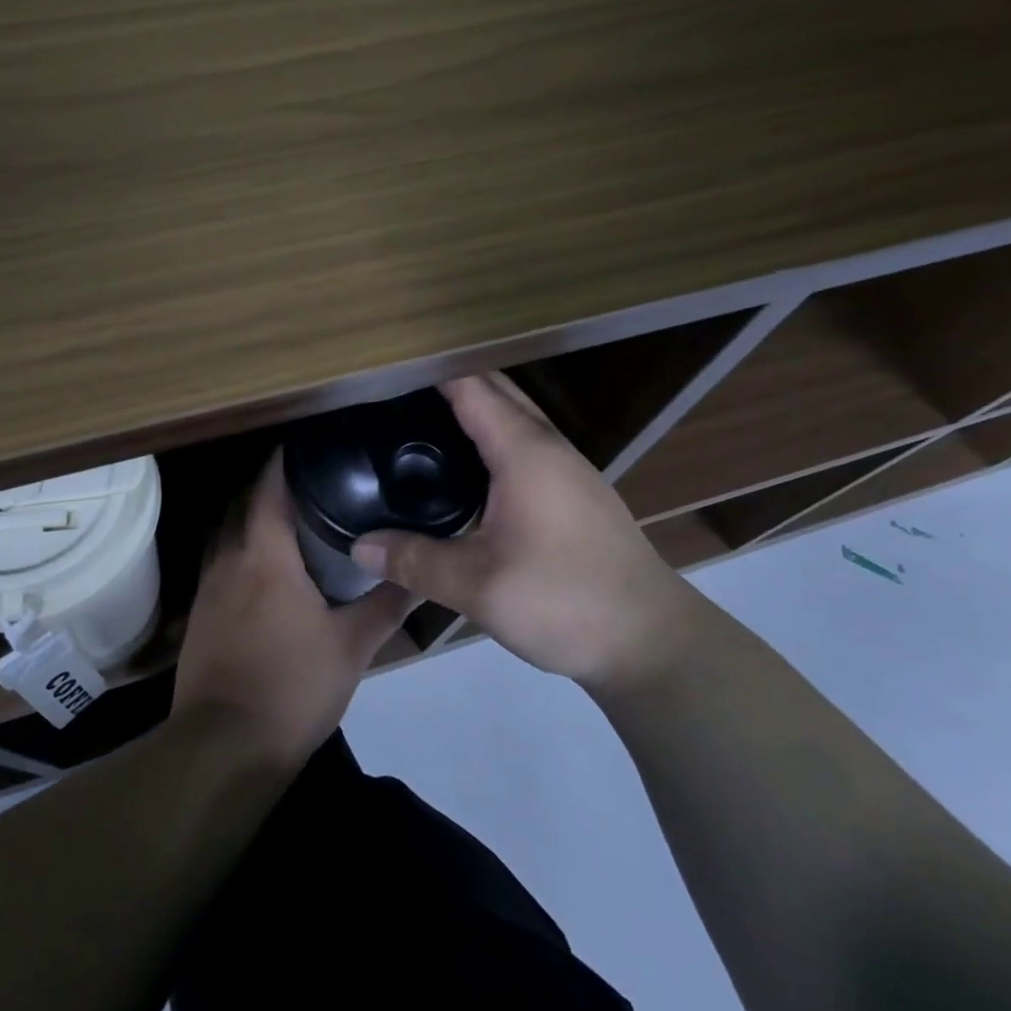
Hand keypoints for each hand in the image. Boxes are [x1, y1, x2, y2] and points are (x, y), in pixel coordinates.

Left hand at [173, 450, 413, 765]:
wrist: (223, 749)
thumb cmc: (292, 688)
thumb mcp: (351, 648)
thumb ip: (387, 606)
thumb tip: (420, 575)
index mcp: (265, 556)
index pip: (270, 487)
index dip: (285, 460)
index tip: (310, 444)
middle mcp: (229, 560)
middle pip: (243, 503)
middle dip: (270, 484)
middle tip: (310, 478)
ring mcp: (208, 588)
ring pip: (227, 532)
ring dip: (251, 516)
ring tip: (288, 516)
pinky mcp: (200, 616)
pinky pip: (219, 562)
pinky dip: (239, 549)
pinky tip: (263, 568)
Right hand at [349, 373, 697, 690]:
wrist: (651, 639)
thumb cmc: (565, 600)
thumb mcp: (479, 587)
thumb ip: (415, 561)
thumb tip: (359, 546)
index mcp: (524, 450)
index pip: (470, 386)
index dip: (428, 371)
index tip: (383, 370)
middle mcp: (548, 445)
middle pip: (494, 391)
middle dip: (446, 382)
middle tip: (391, 395)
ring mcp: (568, 467)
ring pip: (513, 416)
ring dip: (472, 408)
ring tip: (418, 422)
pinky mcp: (575, 491)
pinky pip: (524, 443)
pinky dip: (490, 436)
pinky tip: (465, 469)